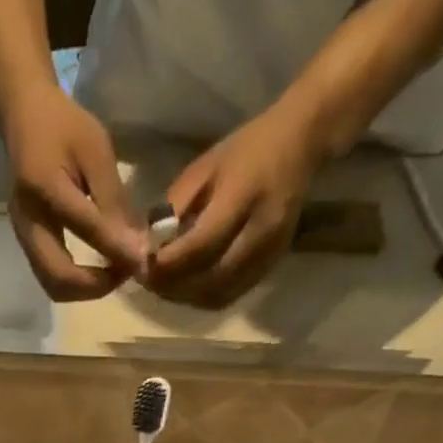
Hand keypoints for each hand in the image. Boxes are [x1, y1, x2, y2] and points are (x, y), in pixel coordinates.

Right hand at [0, 85, 148, 300]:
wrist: (23, 116)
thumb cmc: (64, 126)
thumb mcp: (97, 152)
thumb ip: (115, 201)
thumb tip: (137, 246)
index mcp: (46, 187)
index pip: (85, 229)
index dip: (117, 250)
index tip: (143, 263)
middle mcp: (28, 221)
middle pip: (59, 279)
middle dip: (96, 286)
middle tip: (125, 272)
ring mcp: (23, 237)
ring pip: (53, 285)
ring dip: (86, 288)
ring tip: (114, 271)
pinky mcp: (26, 243)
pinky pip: (51, 276)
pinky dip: (77, 281)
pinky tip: (98, 266)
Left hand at [148, 97, 327, 308]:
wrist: (300, 144)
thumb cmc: (246, 150)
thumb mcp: (203, 168)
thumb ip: (175, 208)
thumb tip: (147, 246)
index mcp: (243, 196)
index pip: (201, 245)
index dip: (168, 263)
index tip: (143, 265)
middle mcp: (260, 231)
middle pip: (210, 279)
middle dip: (173, 286)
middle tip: (148, 281)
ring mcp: (269, 254)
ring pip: (219, 294)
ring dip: (186, 298)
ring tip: (164, 287)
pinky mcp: (270, 267)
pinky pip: (231, 295)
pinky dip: (204, 298)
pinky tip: (187, 288)